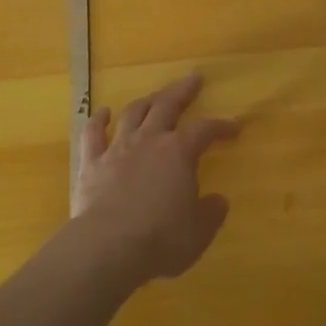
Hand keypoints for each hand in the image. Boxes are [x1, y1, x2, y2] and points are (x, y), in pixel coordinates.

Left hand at [73, 72, 239, 280]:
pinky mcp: (91, 163)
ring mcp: (117, 149)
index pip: (205, 130)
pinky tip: (102, 112)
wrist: (109, 247)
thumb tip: (218, 200)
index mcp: (179, 153)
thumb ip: (210, 213)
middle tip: (193, 78)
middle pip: (167, 105)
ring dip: (145, 101)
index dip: (221, 127)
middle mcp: (149, 141)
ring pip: (132, 113)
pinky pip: (92, 134)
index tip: (234, 127)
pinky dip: (98, 120)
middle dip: (182, 90)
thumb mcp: (198, 232)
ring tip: (154, 96)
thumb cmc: (161, 240)